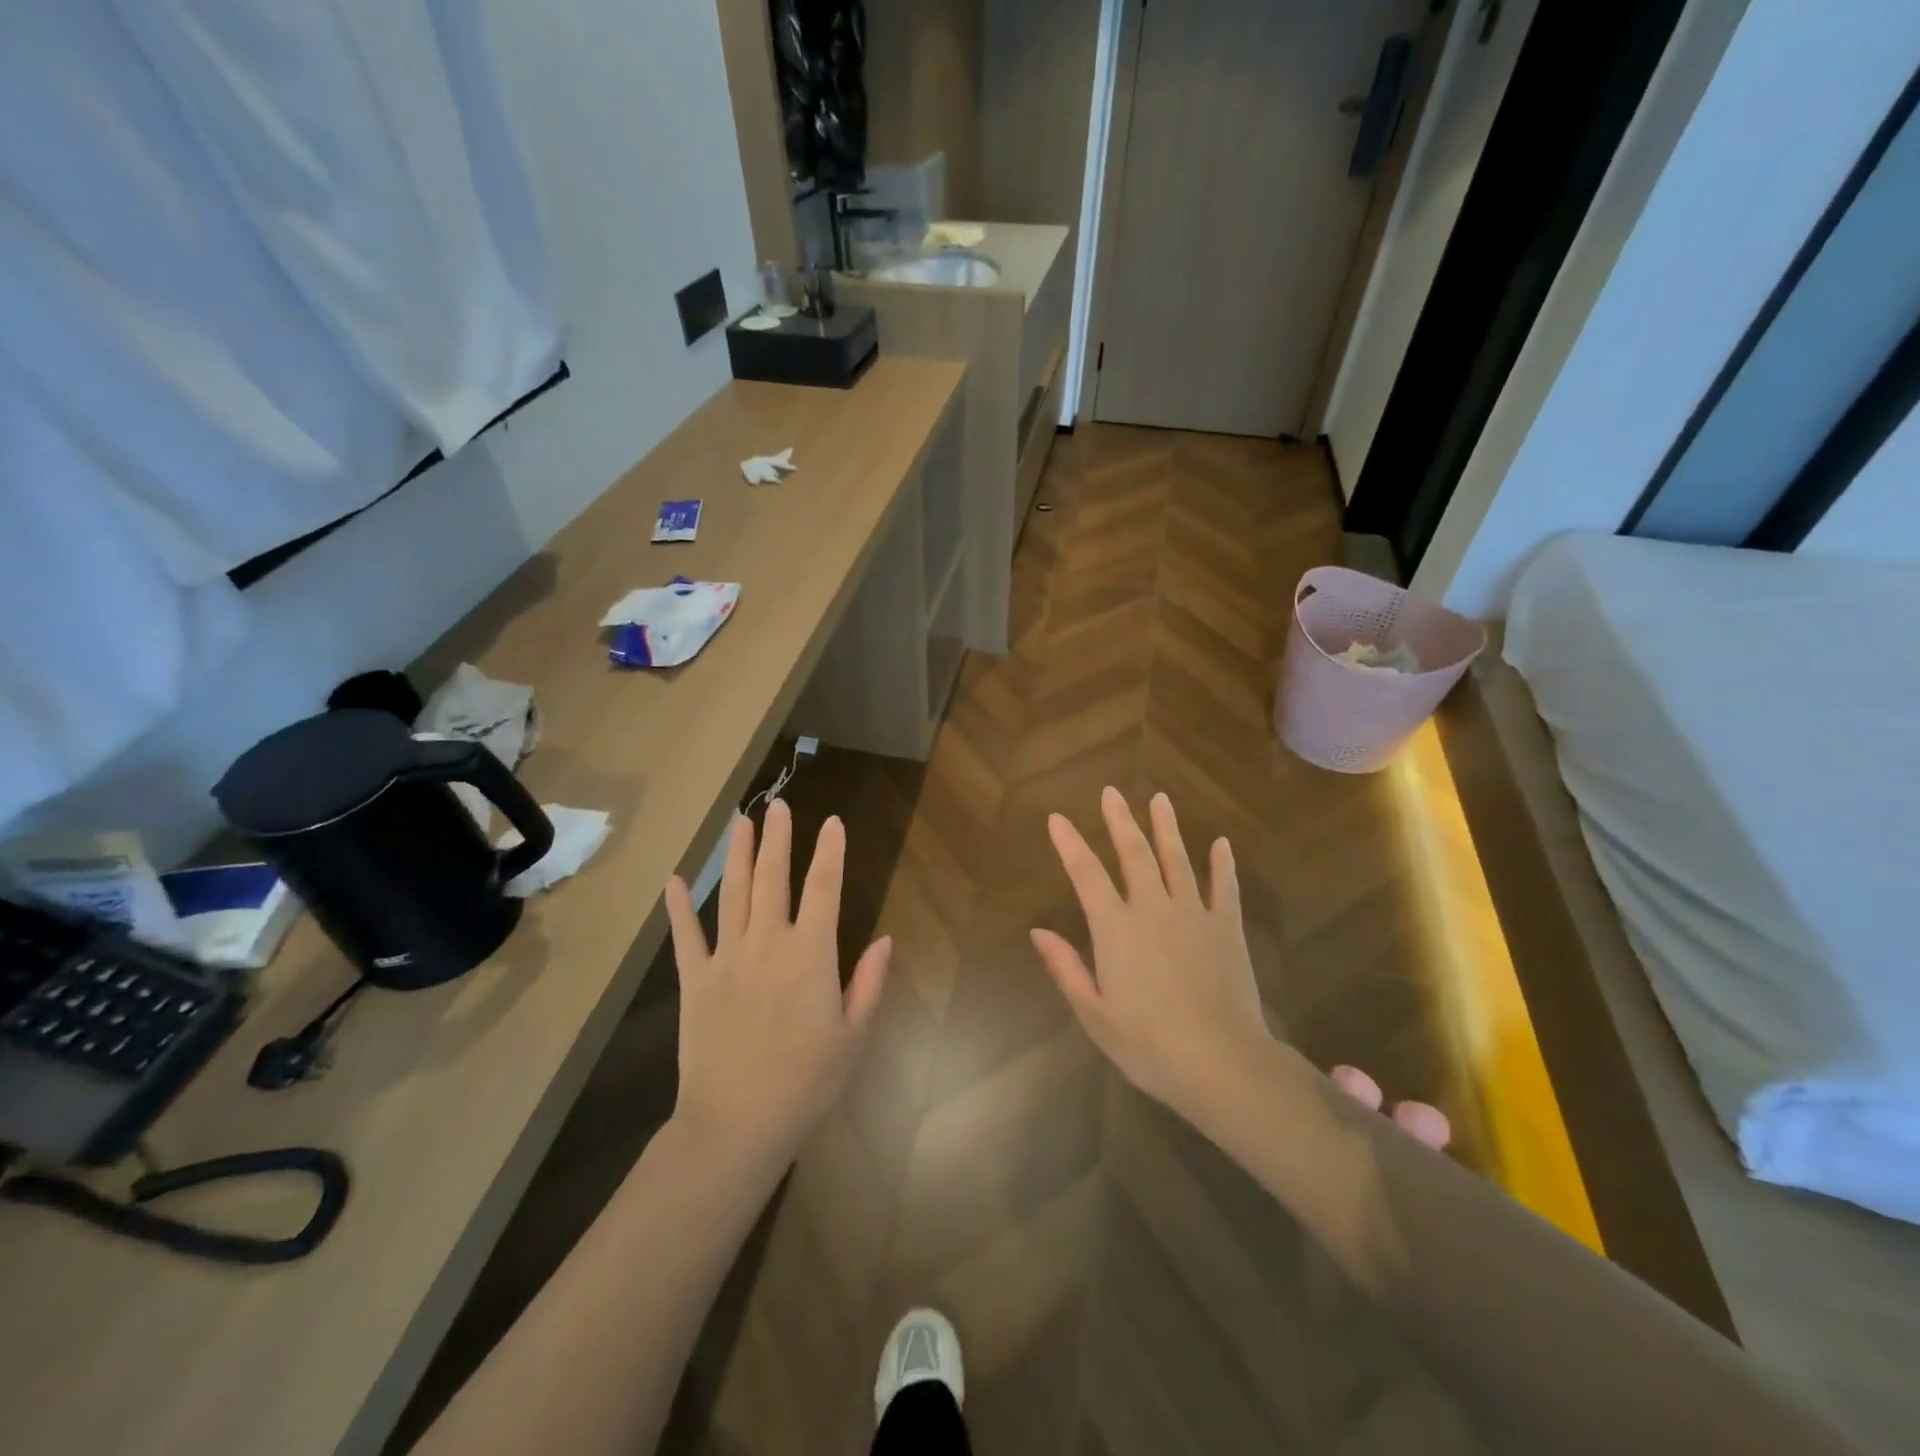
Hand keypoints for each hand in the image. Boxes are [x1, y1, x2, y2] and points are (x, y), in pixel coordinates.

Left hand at [664, 800, 890, 1166]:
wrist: (736, 1124)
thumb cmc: (806, 1082)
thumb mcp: (854, 1035)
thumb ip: (870, 982)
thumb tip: (884, 939)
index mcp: (810, 955)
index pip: (824, 889)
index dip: (830, 852)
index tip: (833, 822)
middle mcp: (768, 944)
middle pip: (773, 878)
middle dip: (778, 839)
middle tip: (779, 805)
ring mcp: (726, 958)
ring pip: (732, 894)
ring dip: (737, 855)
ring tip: (740, 822)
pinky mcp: (694, 980)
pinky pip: (686, 935)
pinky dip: (680, 907)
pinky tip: (675, 880)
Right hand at [1032, 787, 1271, 1129]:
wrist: (1222, 1062)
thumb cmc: (1149, 1045)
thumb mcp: (1095, 1014)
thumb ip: (1066, 968)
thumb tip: (1038, 931)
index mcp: (1116, 929)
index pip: (1086, 874)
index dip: (1069, 844)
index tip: (1057, 818)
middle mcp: (1153, 909)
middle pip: (1134, 854)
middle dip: (1120, 821)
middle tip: (1112, 792)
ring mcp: (1194, 914)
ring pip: (1177, 860)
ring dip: (1166, 828)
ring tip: (1160, 798)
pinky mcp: (1227, 928)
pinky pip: (1225, 887)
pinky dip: (1223, 864)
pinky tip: (1222, 843)